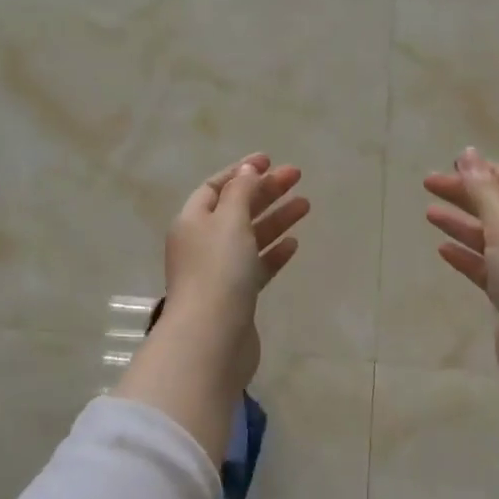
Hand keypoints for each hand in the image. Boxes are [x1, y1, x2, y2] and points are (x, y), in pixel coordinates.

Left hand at [161, 153, 309, 388]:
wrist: (212, 338)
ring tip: (306, 205)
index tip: (270, 161)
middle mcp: (201, 244)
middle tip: (297, 177)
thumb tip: (247, 171)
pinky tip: (294, 244)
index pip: (215, 188)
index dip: (241, 172)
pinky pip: (256, 266)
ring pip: (250, 237)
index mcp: (192, 221)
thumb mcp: (229, 221)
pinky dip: (273, 253)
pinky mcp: (236, 297)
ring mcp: (218, 272)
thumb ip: (241, 193)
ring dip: (276, 219)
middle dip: (265, 192)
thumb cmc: (218, 271)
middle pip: (236, 209)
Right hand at [423, 148, 498, 398]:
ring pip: (489, 239)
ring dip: (461, 225)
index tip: (453, 166)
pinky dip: (466, 256)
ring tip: (429, 213)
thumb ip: (483, 191)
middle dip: (466, 196)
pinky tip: (442, 250)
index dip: (486, 173)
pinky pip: (485, 268)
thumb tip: (468, 153)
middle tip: (428, 185)